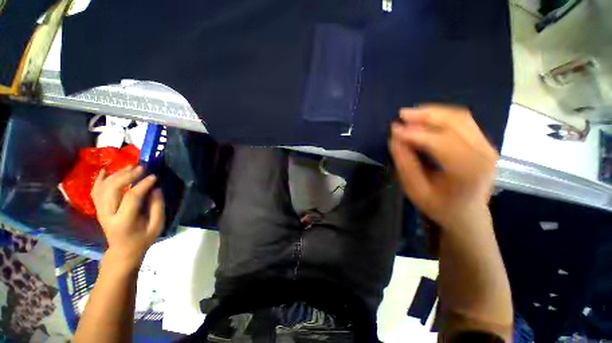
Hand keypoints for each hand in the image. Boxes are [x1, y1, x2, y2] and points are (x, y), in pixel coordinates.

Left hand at [91, 165, 164, 267]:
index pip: (131, 197)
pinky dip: (100, 179)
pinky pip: (95, 191)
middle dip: (127, 175)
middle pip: (112, 189)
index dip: (143, 184)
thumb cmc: (143, 239)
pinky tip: (107, 169)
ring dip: (116, 174)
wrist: (123, 251)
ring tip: (130, 167)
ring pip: (103, 187)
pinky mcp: (98, 209)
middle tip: (141, 167)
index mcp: (124, 221)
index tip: (154, 176)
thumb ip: (157, 206)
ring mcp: (100, 211)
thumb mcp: (157, 225)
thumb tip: (156, 188)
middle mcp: (107, 214)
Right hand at [389, 104, 497, 229]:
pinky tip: (425, 119)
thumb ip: (405, 163)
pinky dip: (441, 116)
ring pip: (460, 117)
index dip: (415, 133)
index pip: (441, 142)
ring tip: (410, 115)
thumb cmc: (439, 205)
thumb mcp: (415, 190)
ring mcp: (487, 146)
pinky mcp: (483, 143)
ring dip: (433, 113)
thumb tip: (395, 138)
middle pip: (455, 122)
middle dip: (425, 115)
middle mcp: (483, 154)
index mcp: (468, 172)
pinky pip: (463, 121)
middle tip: (401, 115)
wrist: (467, 214)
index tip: (394, 129)